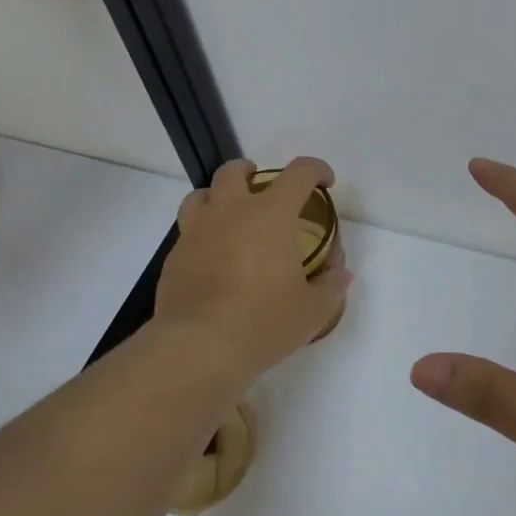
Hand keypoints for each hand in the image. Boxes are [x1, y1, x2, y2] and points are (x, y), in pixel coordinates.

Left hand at [156, 157, 351, 383]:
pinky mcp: (175, 256)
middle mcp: (231, 212)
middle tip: (262, 188)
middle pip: (234, 171)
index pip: (299, 173)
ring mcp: (196, 232)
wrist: (199, 346)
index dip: (316, 169)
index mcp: (272, 215)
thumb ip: (331, 286)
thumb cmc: (264, 322)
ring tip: (229, 217)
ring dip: (217, 197)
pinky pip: (187, 232)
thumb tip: (340, 273)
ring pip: (200, 195)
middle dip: (251, 172)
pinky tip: (212, 260)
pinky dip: (202, 235)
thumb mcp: (313, 310)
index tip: (324, 182)